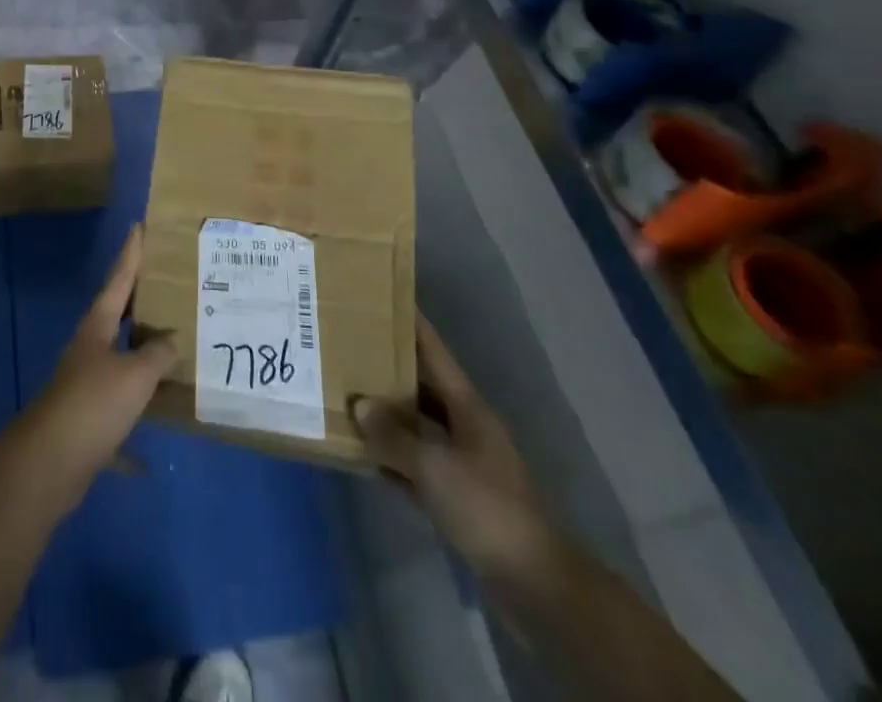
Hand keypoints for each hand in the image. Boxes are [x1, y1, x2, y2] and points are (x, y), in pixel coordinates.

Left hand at [23, 226, 176, 494]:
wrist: (50, 463)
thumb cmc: (93, 404)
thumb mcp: (135, 374)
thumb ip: (157, 354)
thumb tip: (172, 341)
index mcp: (97, 328)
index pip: (118, 280)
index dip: (130, 254)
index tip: (139, 227)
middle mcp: (89, 350)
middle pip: (117, 318)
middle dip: (140, 303)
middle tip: (167, 286)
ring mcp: (84, 386)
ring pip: (119, 363)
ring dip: (141, 358)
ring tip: (172, 350)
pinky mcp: (85, 422)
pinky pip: (117, 415)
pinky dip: (131, 429)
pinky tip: (148, 458)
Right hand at [352, 314, 557, 584]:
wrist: (536, 583)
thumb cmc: (487, 508)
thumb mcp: (435, 467)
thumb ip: (395, 435)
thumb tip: (360, 405)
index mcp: (467, 407)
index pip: (433, 352)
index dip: (410, 324)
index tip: (382, 297)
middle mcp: (465, 426)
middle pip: (421, 386)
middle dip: (388, 367)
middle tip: (347, 346)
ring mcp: (462, 463)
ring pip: (416, 426)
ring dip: (386, 415)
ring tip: (346, 394)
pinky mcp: (457, 498)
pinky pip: (415, 465)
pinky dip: (392, 458)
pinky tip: (363, 454)